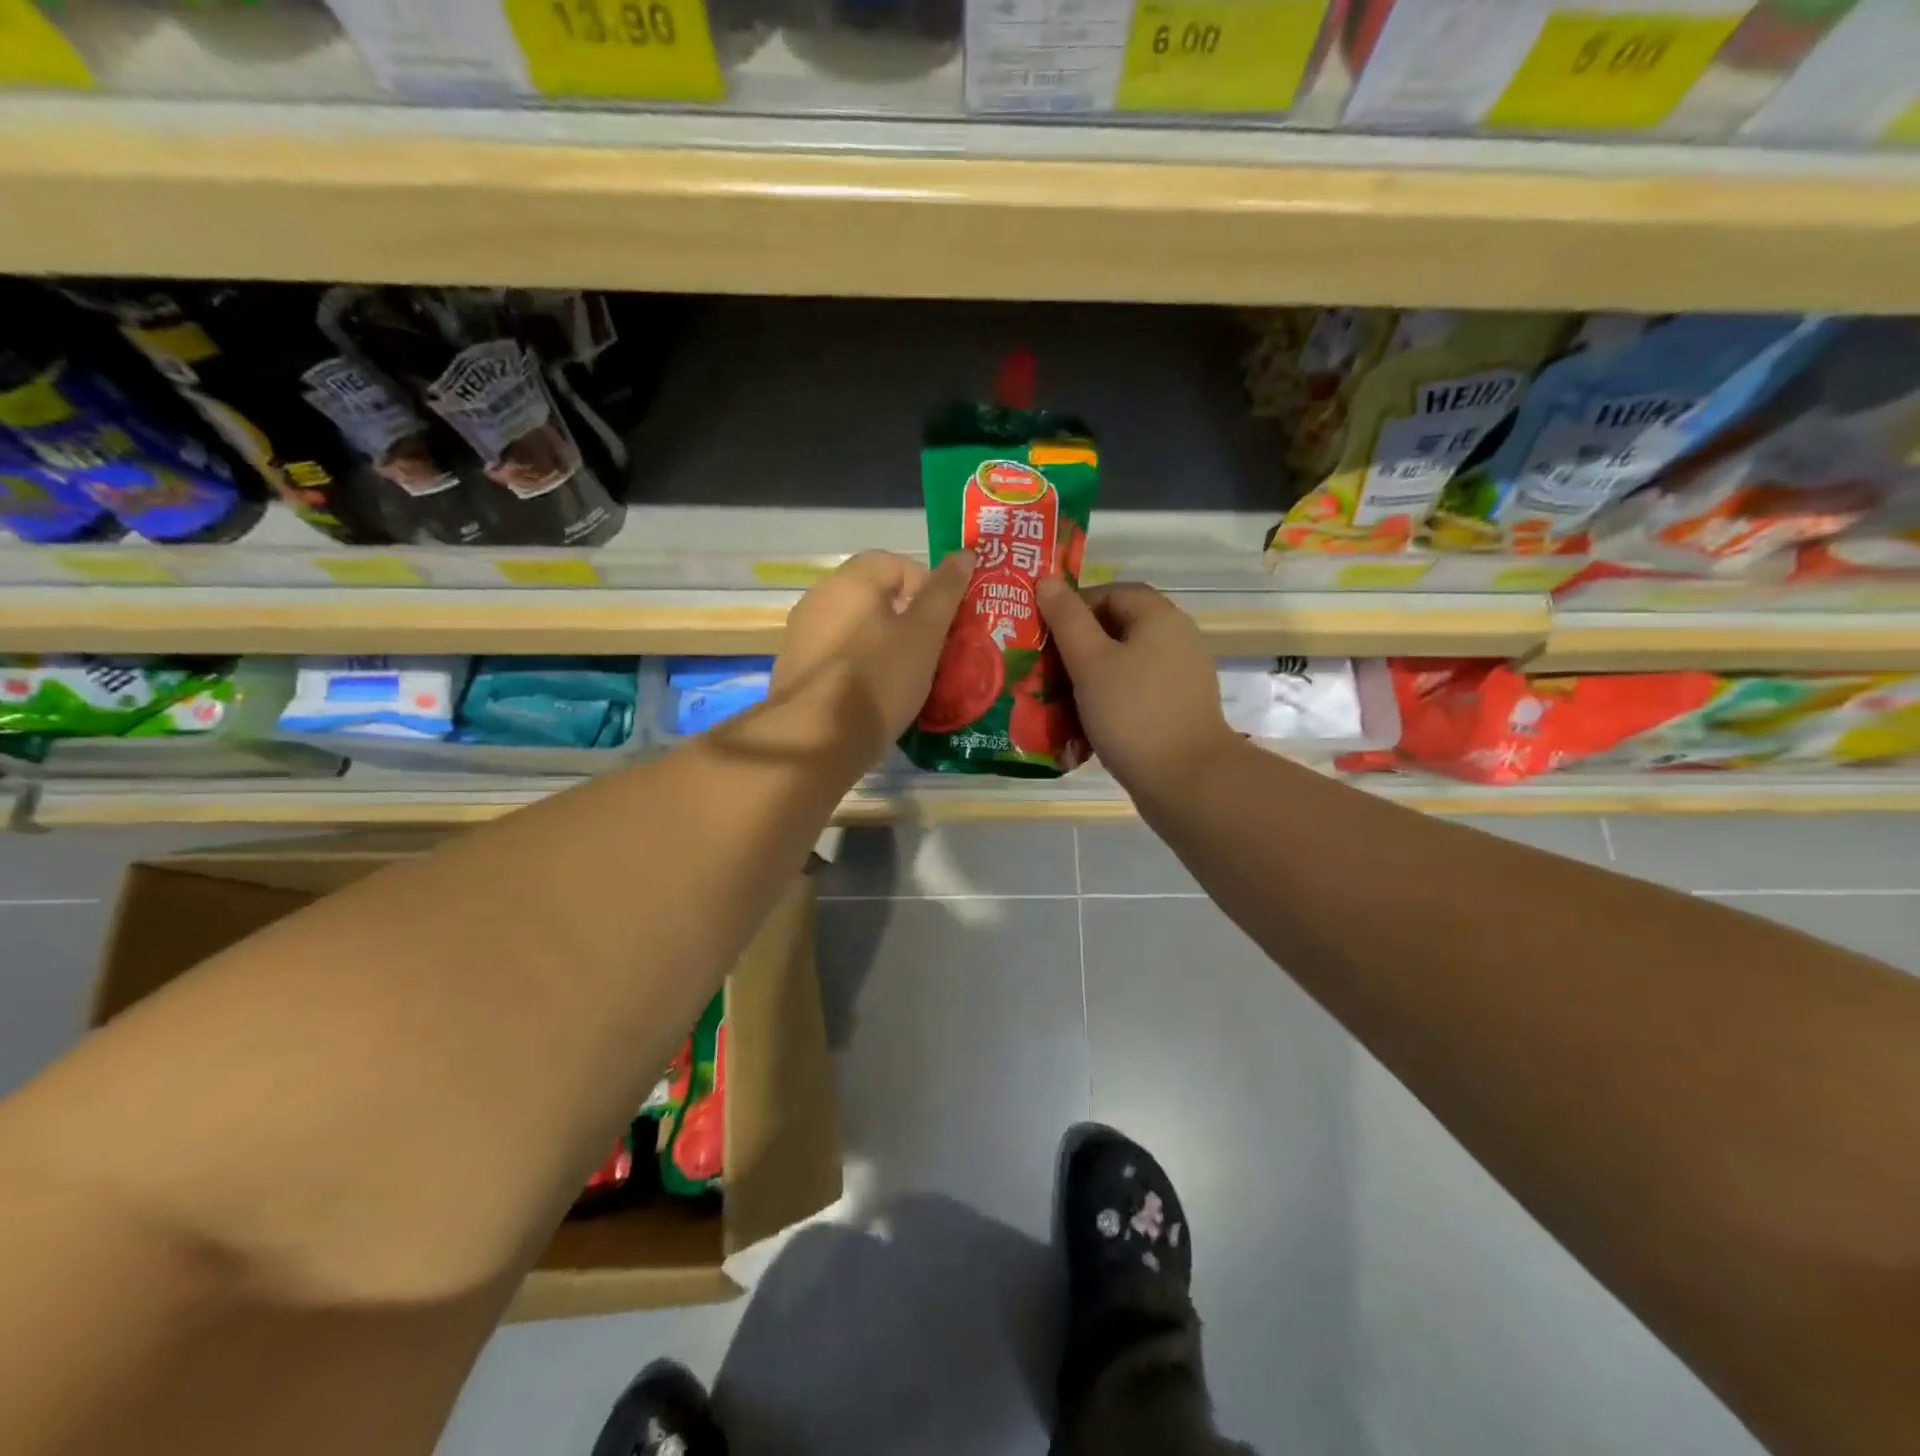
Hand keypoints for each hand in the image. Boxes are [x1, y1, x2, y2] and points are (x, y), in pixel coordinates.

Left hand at [772, 549, 975, 756]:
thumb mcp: (925, 634)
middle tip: (932, 651)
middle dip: (907, 618)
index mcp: (850, 581)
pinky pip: (838, 656)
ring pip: (856, 628)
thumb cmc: (879, 678)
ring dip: (884, 644)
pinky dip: (859, 667)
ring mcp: (802, 635)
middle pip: (874, 596)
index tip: (944, 623)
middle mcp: (819, 598)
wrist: (817, 739)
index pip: (897, 563)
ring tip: (907, 677)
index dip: (928, 588)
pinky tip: (873, 696)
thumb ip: (945, 592)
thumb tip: (964, 553)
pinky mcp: (795, 670)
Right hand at [1037, 578, 1238, 805]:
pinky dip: (1109, 701)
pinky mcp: (1177, 710)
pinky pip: (1135, 693)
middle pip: (1118, 628)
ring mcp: (1180, 677)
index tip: (1045, 633)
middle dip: (1078, 645)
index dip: (1075, 606)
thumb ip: (1066, 618)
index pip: (1113, 591)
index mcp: (1160, 617)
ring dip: (1089, 677)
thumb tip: (1047, 580)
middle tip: (1044, 668)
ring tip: (1057, 698)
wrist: (1186, 780)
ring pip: (1124, 664)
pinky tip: (1085, 725)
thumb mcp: (1090, 661)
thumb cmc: (1132, 712)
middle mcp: (1176, 639)